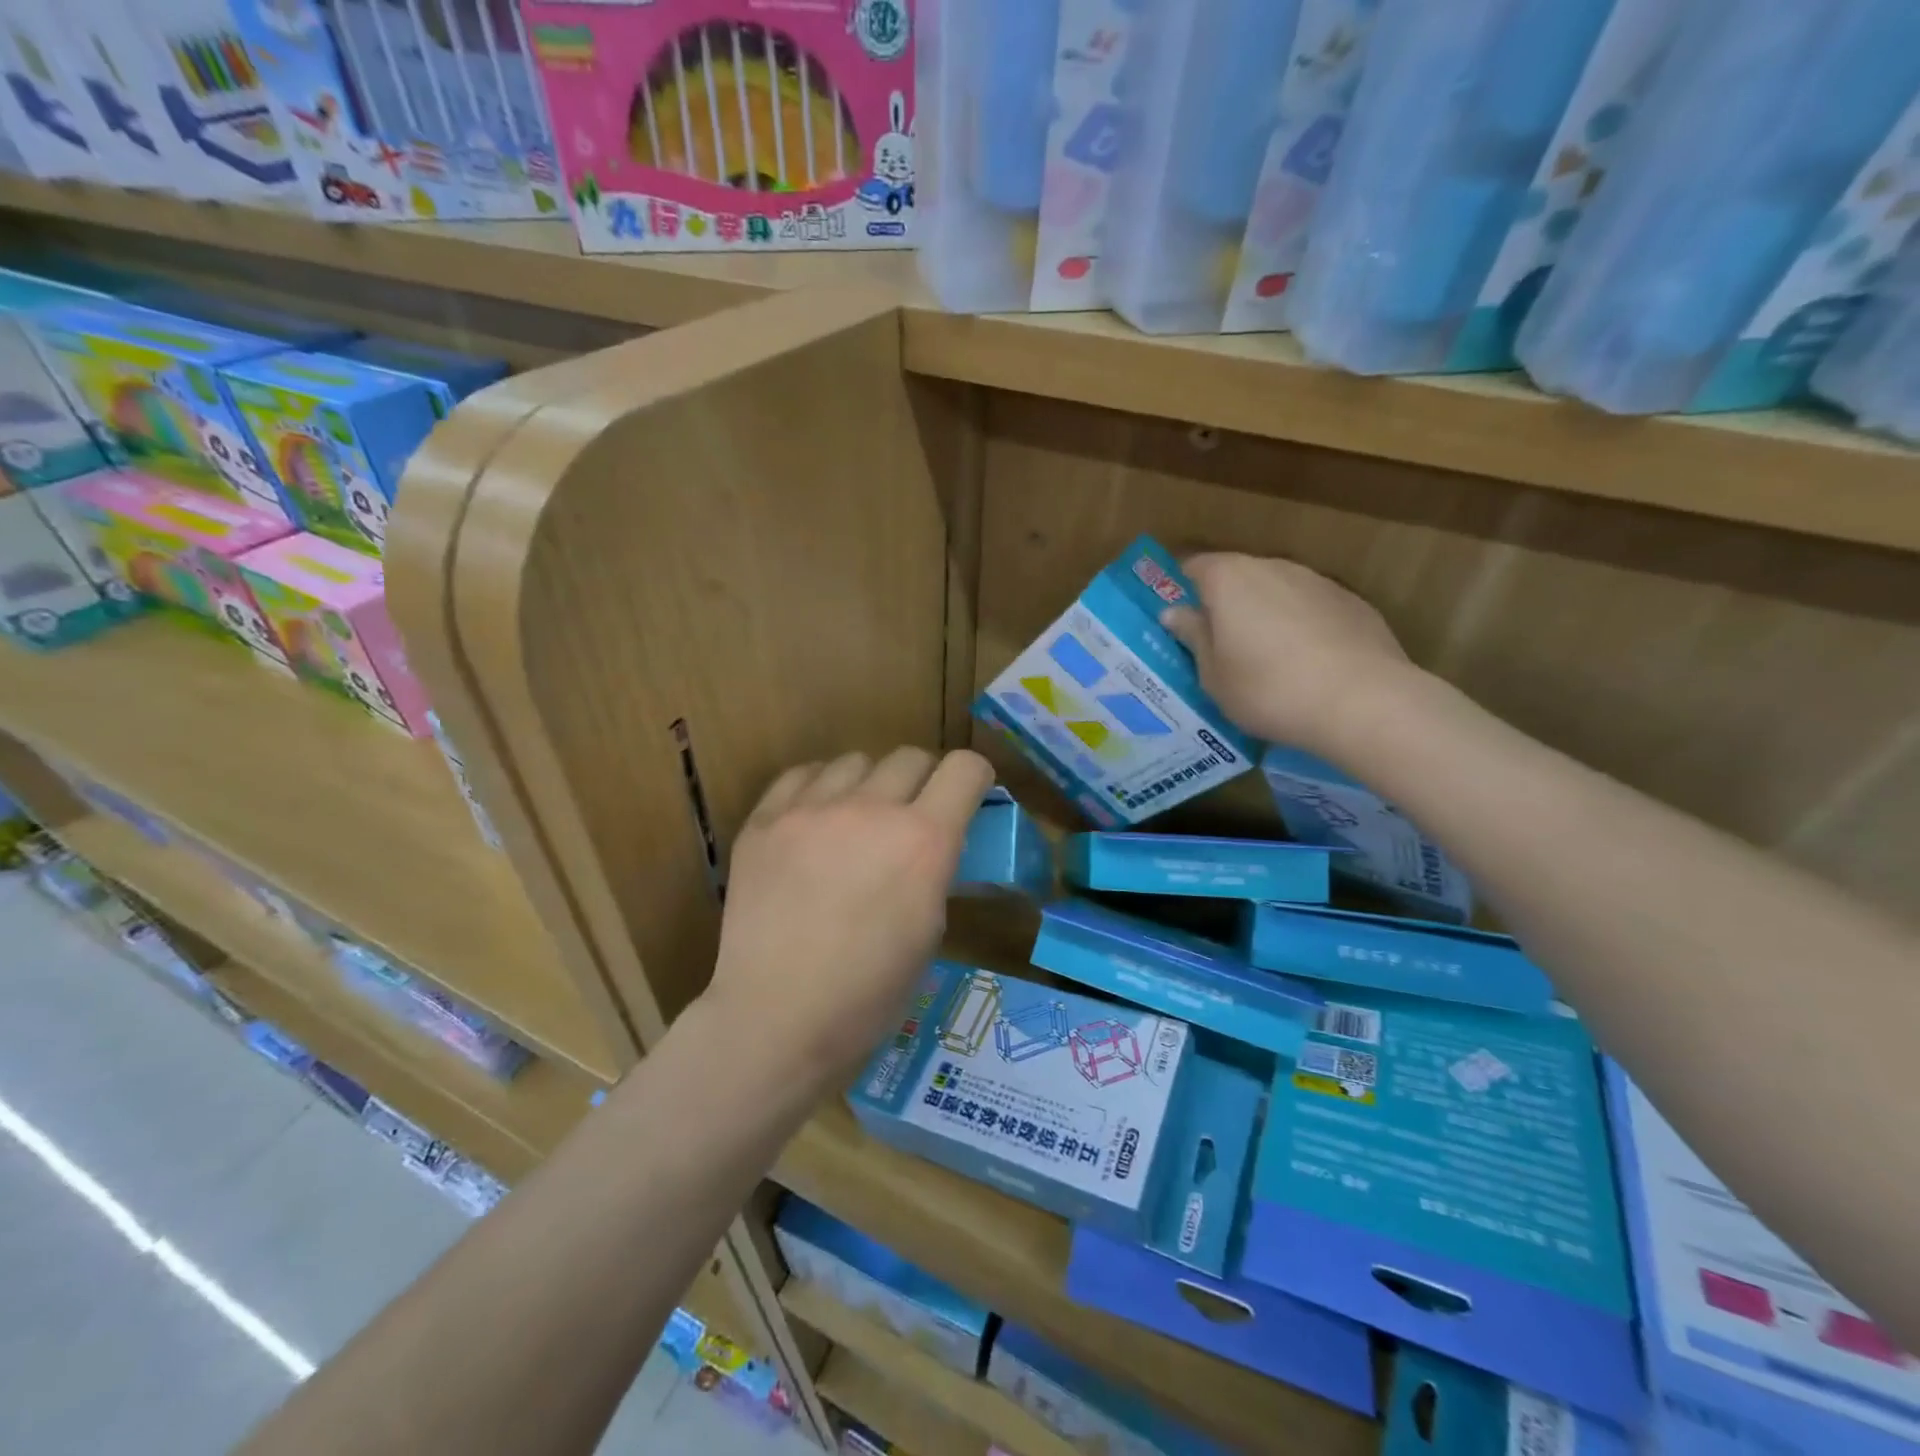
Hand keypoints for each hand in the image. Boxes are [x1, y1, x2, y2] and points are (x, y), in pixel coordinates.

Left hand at [704, 747, 994, 1091]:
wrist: (777, 1019)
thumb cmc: (869, 994)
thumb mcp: (929, 929)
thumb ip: (935, 868)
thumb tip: (930, 843)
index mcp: (924, 841)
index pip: (964, 767)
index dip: (973, 777)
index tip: (968, 795)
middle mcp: (871, 809)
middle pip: (911, 756)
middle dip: (923, 781)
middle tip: (911, 816)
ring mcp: (811, 809)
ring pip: (856, 760)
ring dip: (868, 784)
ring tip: (856, 820)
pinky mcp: (764, 820)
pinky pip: (803, 775)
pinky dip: (819, 789)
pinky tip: (814, 822)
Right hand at [1162, 553, 1419, 757]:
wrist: (1362, 702)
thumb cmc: (1267, 689)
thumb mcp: (1212, 674)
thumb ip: (1193, 637)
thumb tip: (1174, 612)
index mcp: (1229, 579)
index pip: (1192, 568)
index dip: (1181, 592)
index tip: (1179, 624)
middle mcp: (1273, 567)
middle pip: (1237, 577)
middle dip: (1225, 606)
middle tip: (1219, 649)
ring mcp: (1318, 582)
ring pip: (1277, 592)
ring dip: (1265, 617)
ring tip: (1266, 662)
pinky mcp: (1354, 603)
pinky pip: (1312, 610)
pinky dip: (1302, 629)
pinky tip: (1307, 667)